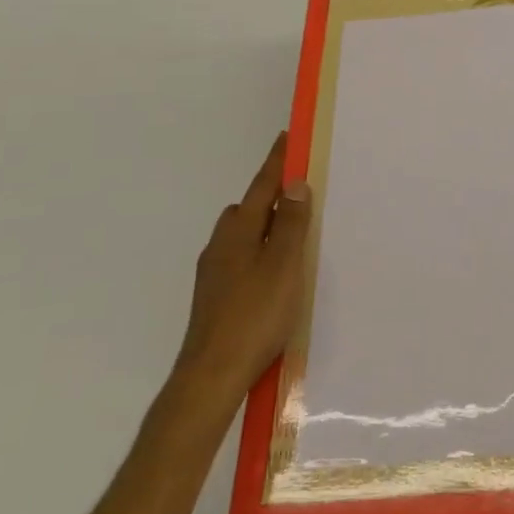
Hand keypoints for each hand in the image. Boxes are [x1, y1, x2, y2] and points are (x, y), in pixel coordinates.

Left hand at [172, 132, 310, 399]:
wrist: (212, 376)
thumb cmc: (254, 315)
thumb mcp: (283, 265)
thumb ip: (289, 224)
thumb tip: (294, 184)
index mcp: (238, 231)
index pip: (262, 186)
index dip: (277, 162)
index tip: (288, 138)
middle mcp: (221, 246)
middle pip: (247, 209)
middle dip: (270, 196)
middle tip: (301, 194)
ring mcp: (214, 273)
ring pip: (243, 236)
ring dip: (265, 227)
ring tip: (293, 236)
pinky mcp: (215, 297)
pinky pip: (242, 258)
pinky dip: (260, 252)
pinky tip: (275, 275)